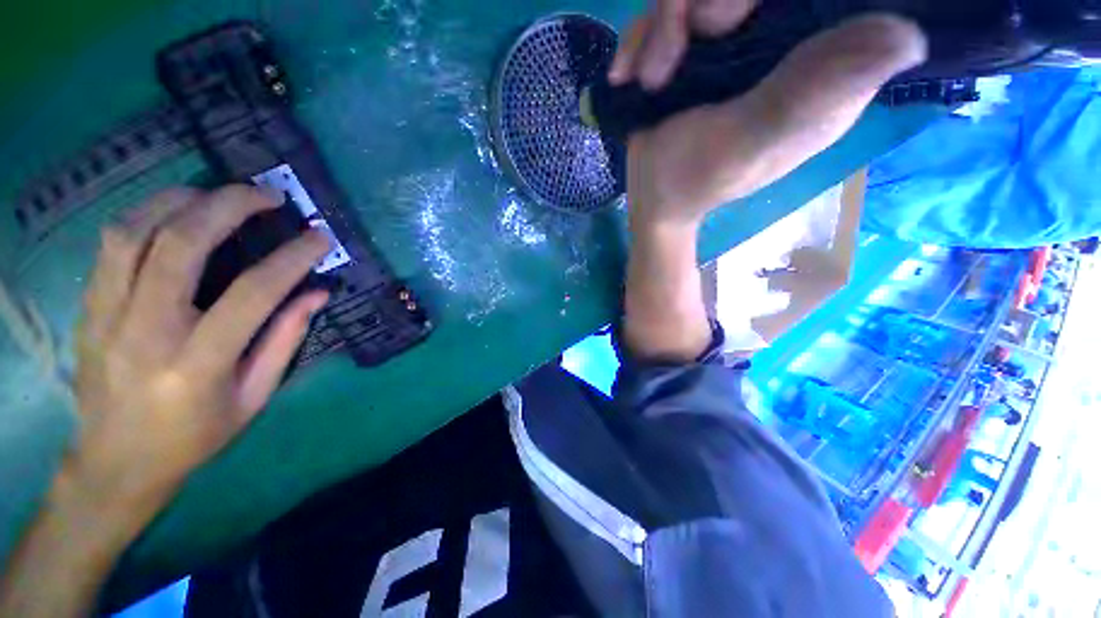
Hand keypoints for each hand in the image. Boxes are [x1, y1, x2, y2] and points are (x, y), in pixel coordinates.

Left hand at [69, 185, 330, 534]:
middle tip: (267, 195)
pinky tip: (175, 213)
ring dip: (181, 201)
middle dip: (228, 207)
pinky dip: (147, 216)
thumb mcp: (253, 396)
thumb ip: (284, 340)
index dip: (292, 258)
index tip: (319, 236)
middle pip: (179, 246)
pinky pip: (111, 244)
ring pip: (134, 232)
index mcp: (196, 364)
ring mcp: (106, 316)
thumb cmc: (195, 436)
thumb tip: (316, 294)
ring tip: (218, 195)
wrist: (116, 462)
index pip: (252, 294)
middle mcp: (145, 333)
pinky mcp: (87, 308)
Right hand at [611, 1, 927, 228]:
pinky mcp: (701, 49)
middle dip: (697, 6)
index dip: (757, 0)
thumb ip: (808, 93)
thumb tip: (910, 36)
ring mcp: (740, 42)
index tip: (716, 23)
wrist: (653, 198)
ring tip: (647, 80)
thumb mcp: (748, 142)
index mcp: (821, 67)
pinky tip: (628, 74)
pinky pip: (670, 13)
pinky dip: (642, 38)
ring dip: (660, 28)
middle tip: (670, 57)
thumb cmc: (695, 180)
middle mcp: (788, 43)